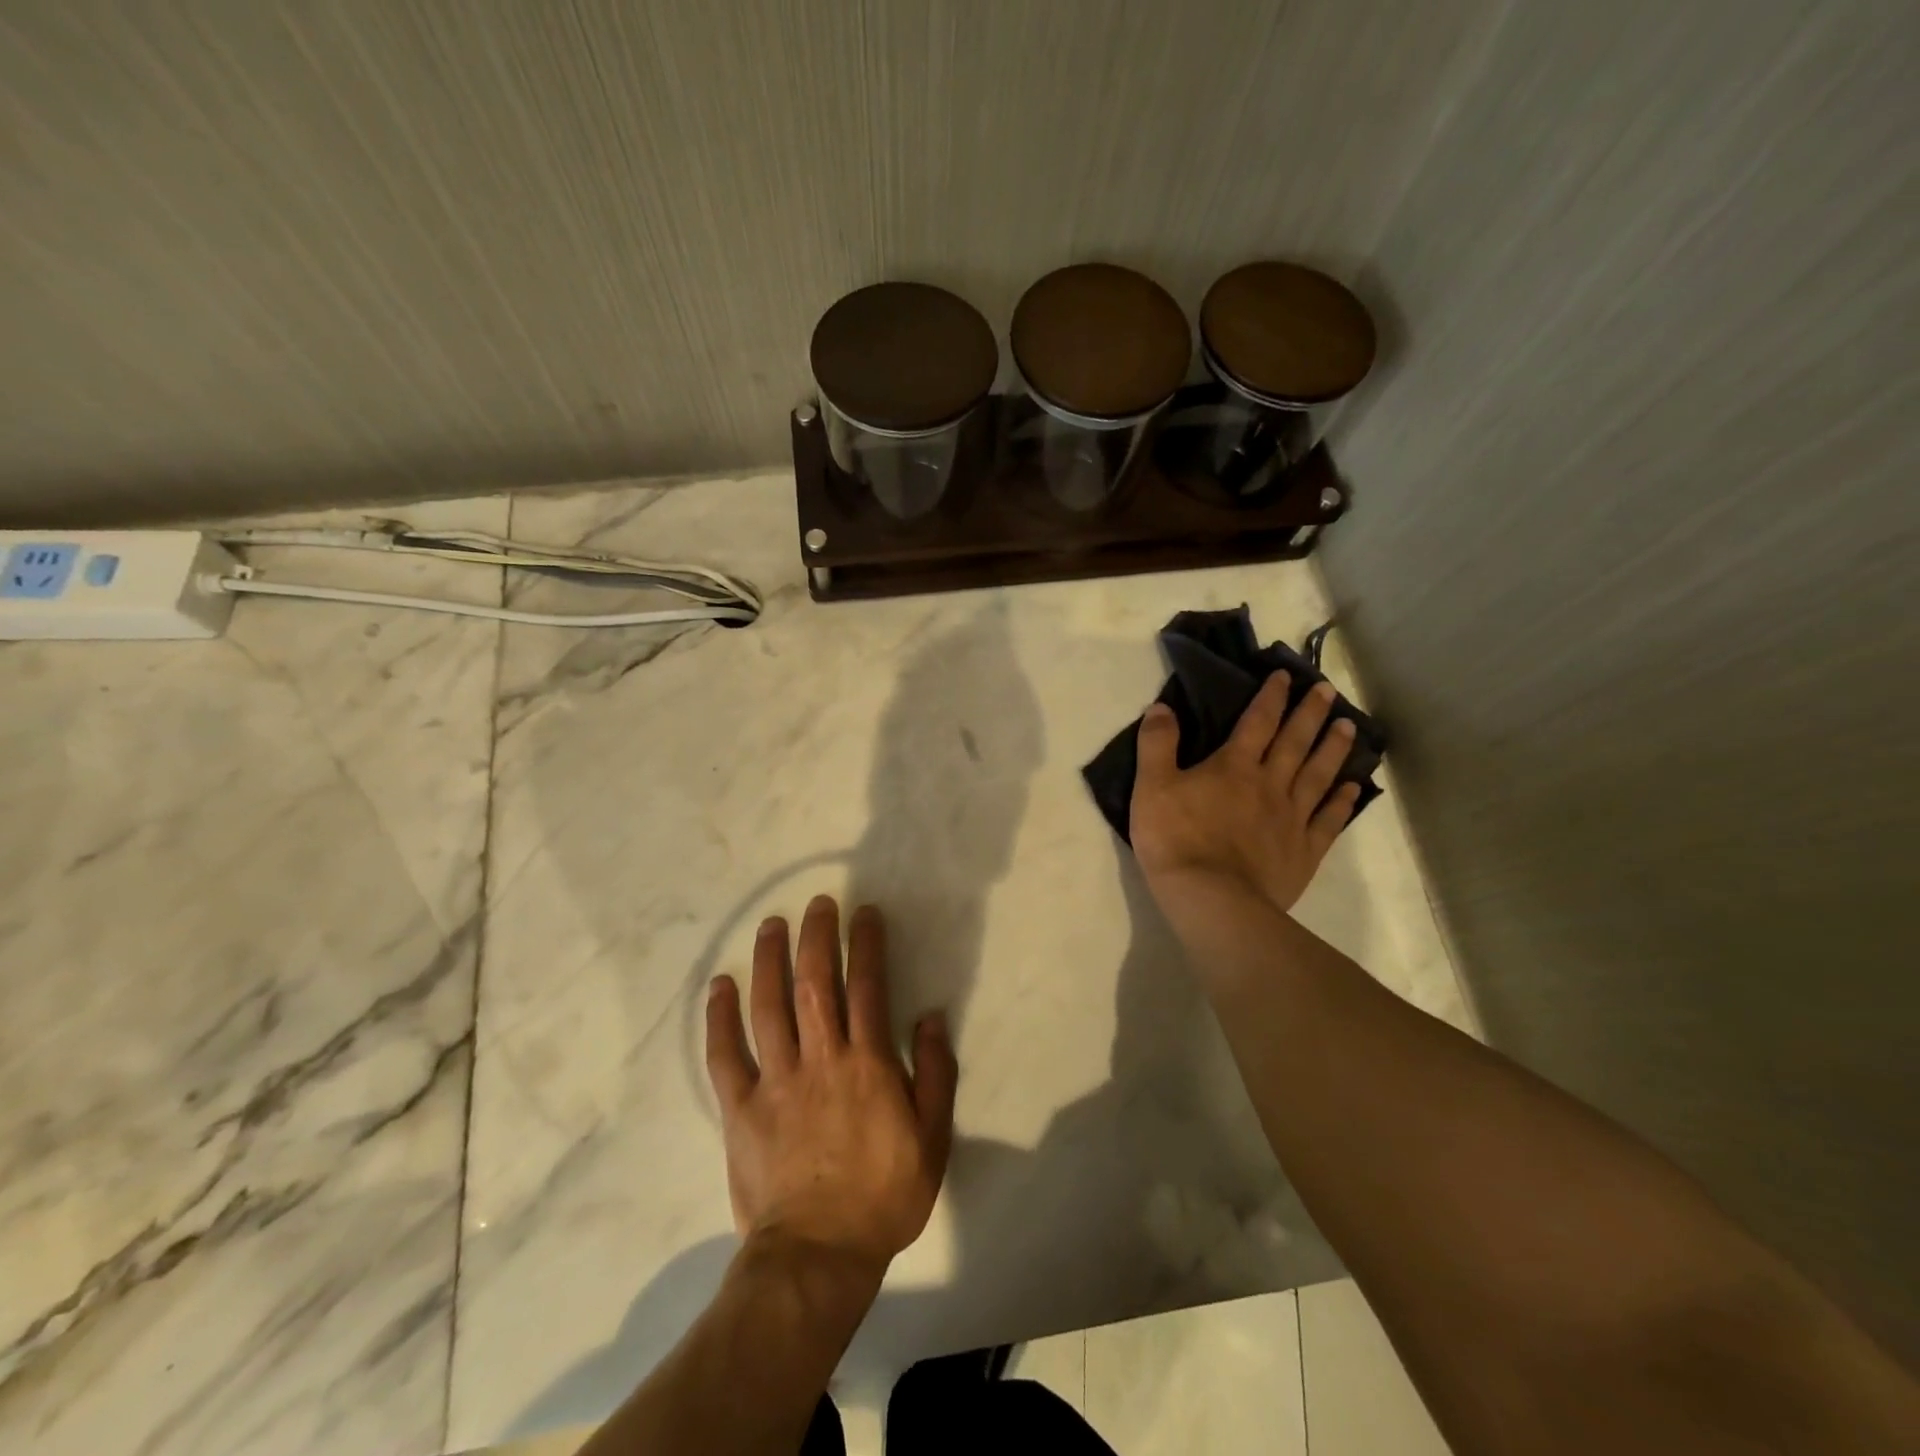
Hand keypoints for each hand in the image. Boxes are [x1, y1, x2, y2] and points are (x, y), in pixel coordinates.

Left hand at [705, 896, 957, 1282]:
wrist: (818, 1256)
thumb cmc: (883, 1195)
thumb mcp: (932, 1139)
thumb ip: (936, 1074)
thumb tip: (931, 1017)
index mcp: (868, 1064)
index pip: (867, 986)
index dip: (866, 944)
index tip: (864, 912)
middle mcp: (820, 1059)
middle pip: (815, 983)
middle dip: (817, 936)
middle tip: (818, 903)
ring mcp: (776, 1081)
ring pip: (769, 1007)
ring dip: (769, 961)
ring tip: (771, 926)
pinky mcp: (740, 1108)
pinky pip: (725, 1055)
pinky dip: (720, 1018)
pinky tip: (719, 986)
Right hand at [1130, 674, 1360, 922]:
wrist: (1211, 898)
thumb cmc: (1176, 840)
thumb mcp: (1151, 787)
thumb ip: (1157, 744)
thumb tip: (1162, 707)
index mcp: (1233, 766)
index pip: (1257, 722)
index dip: (1272, 696)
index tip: (1286, 676)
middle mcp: (1270, 784)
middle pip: (1295, 742)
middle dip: (1310, 714)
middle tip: (1329, 691)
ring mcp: (1291, 818)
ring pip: (1317, 775)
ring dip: (1333, 749)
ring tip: (1349, 727)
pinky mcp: (1303, 851)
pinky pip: (1328, 820)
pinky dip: (1341, 801)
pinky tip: (1352, 788)